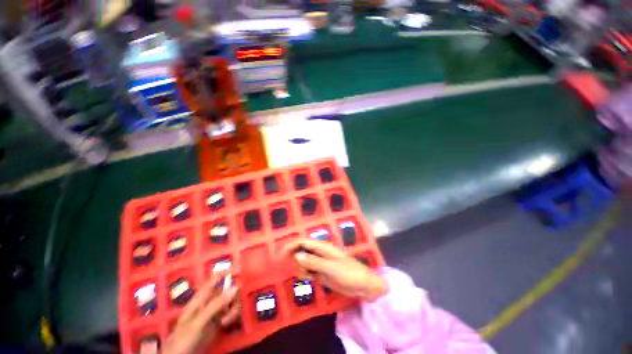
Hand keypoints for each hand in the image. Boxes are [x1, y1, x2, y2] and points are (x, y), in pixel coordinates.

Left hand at [163, 272, 240, 353]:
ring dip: (233, 308)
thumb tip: (236, 287)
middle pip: (227, 290)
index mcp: (201, 297)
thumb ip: (216, 304)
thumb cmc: (183, 338)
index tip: (240, 271)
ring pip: (231, 302)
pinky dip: (232, 317)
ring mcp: (214, 313)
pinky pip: (231, 313)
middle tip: (233, 305)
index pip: (216, 278)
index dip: (227, 272)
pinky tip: (227, 324)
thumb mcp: (198, 321)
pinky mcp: (218, 323)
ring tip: (227, 320)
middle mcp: (209, 302)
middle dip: (233, 296)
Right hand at [280, 239, 387, 301]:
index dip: (291, 246)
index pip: (303, 242)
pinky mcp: (322, 272)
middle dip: (294, 258)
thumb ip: (313, 261)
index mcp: (322, 247)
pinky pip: (309, 271)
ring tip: (309, 276)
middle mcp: (320, 253)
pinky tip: (310, 279)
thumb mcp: (330, 267)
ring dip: (301, 267)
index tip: (280, 256)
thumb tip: (296, 254)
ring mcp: (321, 263)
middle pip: (302, 250)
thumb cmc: (349, 273)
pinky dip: (306, 274)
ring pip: (304, 261)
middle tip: (295, 270)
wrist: (364, 286)